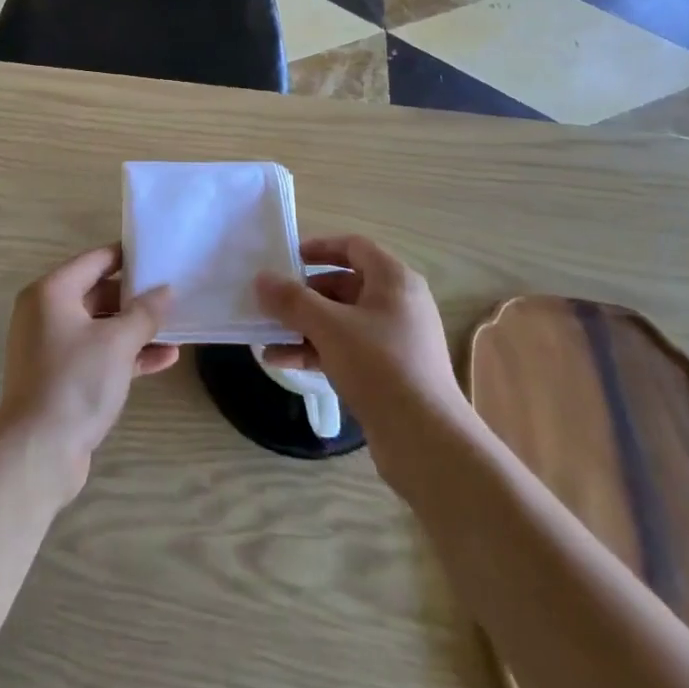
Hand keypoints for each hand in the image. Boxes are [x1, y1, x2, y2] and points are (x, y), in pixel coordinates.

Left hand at [0, 245, 177, 505]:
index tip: (162, 257)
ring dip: (137, 329)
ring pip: (102, 327)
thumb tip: (165, 291)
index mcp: (51, 292)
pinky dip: (128, 354)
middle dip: (137, 297)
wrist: (39, 454)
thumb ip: (145, 312)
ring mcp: (53, 347)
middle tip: (175, 294)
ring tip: (177, 327)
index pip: (96, 260)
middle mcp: (47, 313)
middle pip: (99, 292)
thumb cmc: (75, 382)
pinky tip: (166, 358)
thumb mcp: (117, 342)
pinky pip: (99, 354)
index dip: (129, 257)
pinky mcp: (63, 378)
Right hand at [255, 235, 473, 482]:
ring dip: (304, 326)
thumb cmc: (380, 366)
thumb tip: (261, 279)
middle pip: (344, 285)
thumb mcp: (329, 327)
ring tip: (267, 335)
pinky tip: (281, 362)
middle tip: (271, 301)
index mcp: (394, 280)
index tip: (287, 258)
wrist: (426, 441)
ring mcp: (394, 340)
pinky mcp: (388, 372)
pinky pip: (346, 349)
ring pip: (341, 321)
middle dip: (304, 294)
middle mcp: (398, 304)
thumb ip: (292, 300)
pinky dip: (316, 350)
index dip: (319, 248)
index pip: (354, 246)